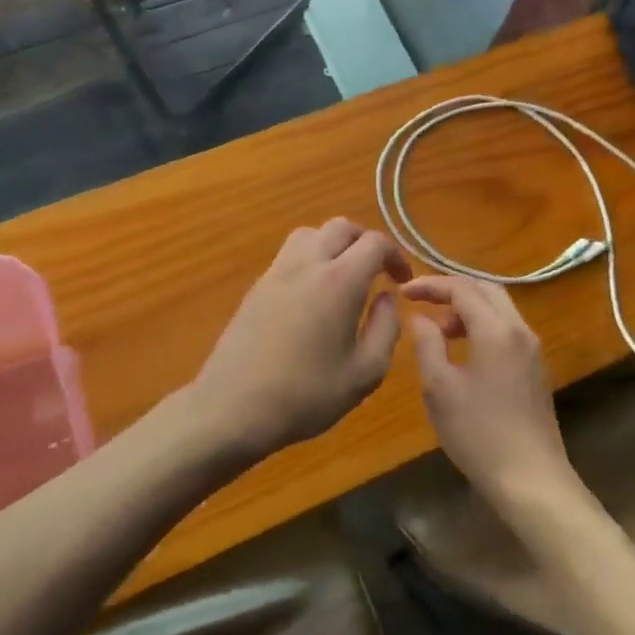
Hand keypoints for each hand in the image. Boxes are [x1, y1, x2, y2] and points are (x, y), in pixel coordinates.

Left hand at [187, 219, 411, 459]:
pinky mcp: (257, 286)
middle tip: (378, 271)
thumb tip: (387, 298)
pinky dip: (310, 258)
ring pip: (310, 234)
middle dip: (365, 241)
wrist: (233, 407)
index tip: (402, 280)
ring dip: (334, 244)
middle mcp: (307, 264)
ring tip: (345, 275)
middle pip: (341, 227)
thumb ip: (386, 329)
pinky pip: (289, 254)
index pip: (374, 242)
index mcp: (339, 281)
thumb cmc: (306, 395)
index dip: (395, 255)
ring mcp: (276, 272)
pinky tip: (313, 294)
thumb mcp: (364, 373)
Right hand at [404, 276, 579, 512]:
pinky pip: (507, 329)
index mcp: (496, 330)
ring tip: (438, 330)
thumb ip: (427, 344)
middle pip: (486, 289)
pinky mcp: (536, 369)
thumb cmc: (478, 433)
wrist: (531, 479)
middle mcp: (520, 331)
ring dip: (468, 308)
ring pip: (499, 309)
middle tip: (421, 300)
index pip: (462, 288)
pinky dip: (482, 326)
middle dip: (452, 289)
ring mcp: (532, 350)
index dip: (430, 284)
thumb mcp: (440, 389)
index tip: (404, 290)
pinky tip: (462, 352)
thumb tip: (420, 318)